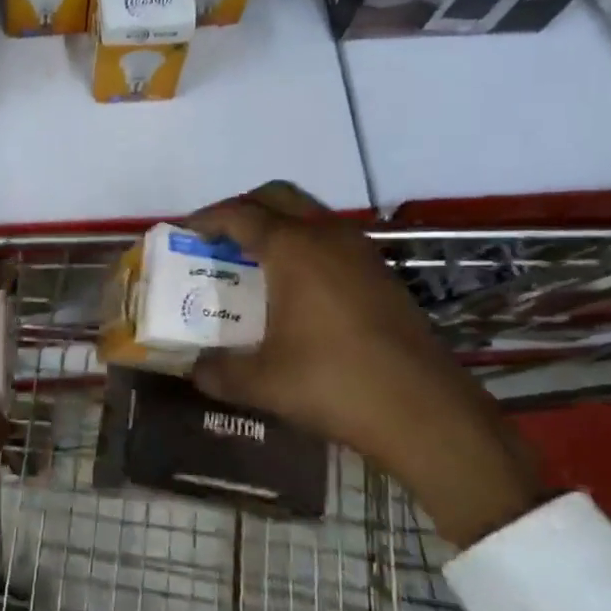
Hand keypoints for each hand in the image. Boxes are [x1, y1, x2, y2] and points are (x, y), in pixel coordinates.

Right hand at [186, 184, 539, 549]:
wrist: (425, 412)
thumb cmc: (334, 385)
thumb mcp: (263, 383)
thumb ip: (219, 372)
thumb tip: (195, 369)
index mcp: (292, 249)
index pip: (239, 214)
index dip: (206, 219)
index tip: (185, 232)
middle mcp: (327, 236)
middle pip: (276, 197)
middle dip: (242, 209)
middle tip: (219, 238)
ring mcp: (361, 251)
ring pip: (309, 215)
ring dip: (277, 225)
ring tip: (255, 261)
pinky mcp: (382, 273)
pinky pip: (332, 239)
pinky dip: (305, 246)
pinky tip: (298, 287)